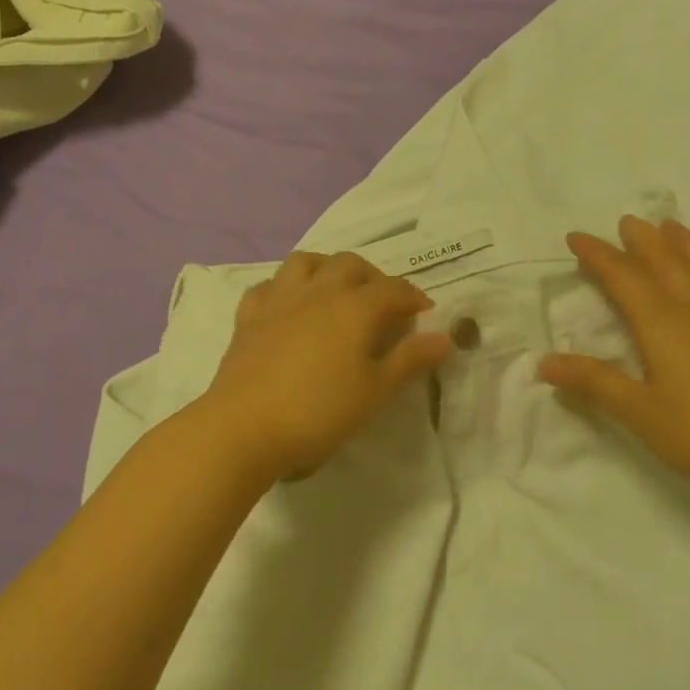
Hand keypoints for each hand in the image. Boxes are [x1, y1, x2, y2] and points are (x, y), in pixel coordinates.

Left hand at [201, 251, 453, 482]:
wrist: (245, 427)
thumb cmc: (318, 412)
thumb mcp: (374, 391)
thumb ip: (409, 360)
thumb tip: (444, 336)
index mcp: (354, 308)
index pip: (393, 289)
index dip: (413, 297)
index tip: (424, 312)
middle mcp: (318, 292)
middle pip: (350, 265)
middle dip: (373, 277)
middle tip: (383, 303)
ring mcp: (279, 300)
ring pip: (306, 262)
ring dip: (327, 268)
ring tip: (337, 291)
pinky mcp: (248, 316)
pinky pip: (268, 285)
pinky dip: (285, 287)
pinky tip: (290, 305)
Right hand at [538, 216, 689, 495]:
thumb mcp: (637, 410)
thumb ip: (592, 382)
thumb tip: (544, 362)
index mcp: (663, 323)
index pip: (625, 277)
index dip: (599, 255)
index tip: (576, 238)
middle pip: (668, 264)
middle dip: (644, 241)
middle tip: (627, 221)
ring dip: (686, 246)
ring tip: (675, 227)